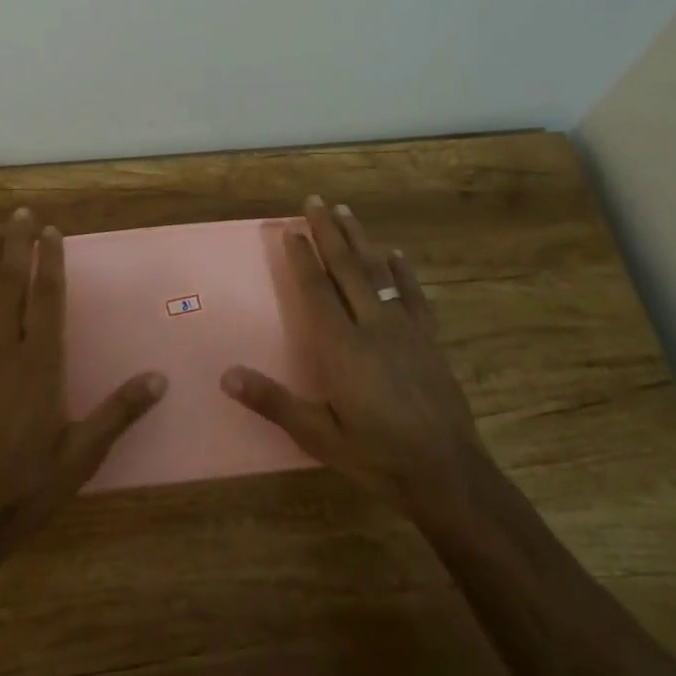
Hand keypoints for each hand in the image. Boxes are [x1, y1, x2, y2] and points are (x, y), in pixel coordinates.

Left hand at [0, 208, 166, 568]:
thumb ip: (119, 412)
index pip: (46, 298)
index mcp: (39, 364)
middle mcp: (2, 351)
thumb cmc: (27, 485)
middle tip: (20, 213)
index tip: (50, 231)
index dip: (49, 261)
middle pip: (10, 285)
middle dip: (16, 246)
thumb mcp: (82, 455)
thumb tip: (160, 378)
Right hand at [222, 197, 480, 522]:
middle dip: (328, 232)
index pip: (316, 290)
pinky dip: (402, 271)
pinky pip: (413, 295)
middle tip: (315, 200)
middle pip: (346, 269)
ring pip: (378, 272)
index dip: (302, 258)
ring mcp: (405, 330)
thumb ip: (273, 402)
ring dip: (360, 239)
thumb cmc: (378, 457)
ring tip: (345, 211)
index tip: (290, 229)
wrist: (448, 475)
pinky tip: (395, 253)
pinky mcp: (429, 340)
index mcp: (342, 347)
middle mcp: (372, 327)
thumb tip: (226, 376)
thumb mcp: (319, 436)